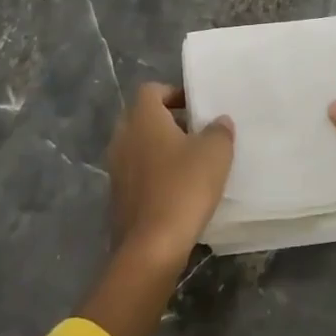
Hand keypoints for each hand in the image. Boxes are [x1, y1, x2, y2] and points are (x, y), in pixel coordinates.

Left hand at [104, 83, 235, 266]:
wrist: (151, 246)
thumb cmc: (184, 187)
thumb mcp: (215, 153)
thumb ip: (219, 130)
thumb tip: (218, 121)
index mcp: (143, 118)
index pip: (152, 90)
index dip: (174, 93)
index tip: (196, 108)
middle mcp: (123, 137)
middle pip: (143, 117)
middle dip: (168, 121)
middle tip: (196, 132)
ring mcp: (115, 168)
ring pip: (139, 146)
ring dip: (160, 149)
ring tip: (190, 162)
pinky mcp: (117, 196)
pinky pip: (137, 173)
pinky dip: (154, 174)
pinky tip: (177, 190)